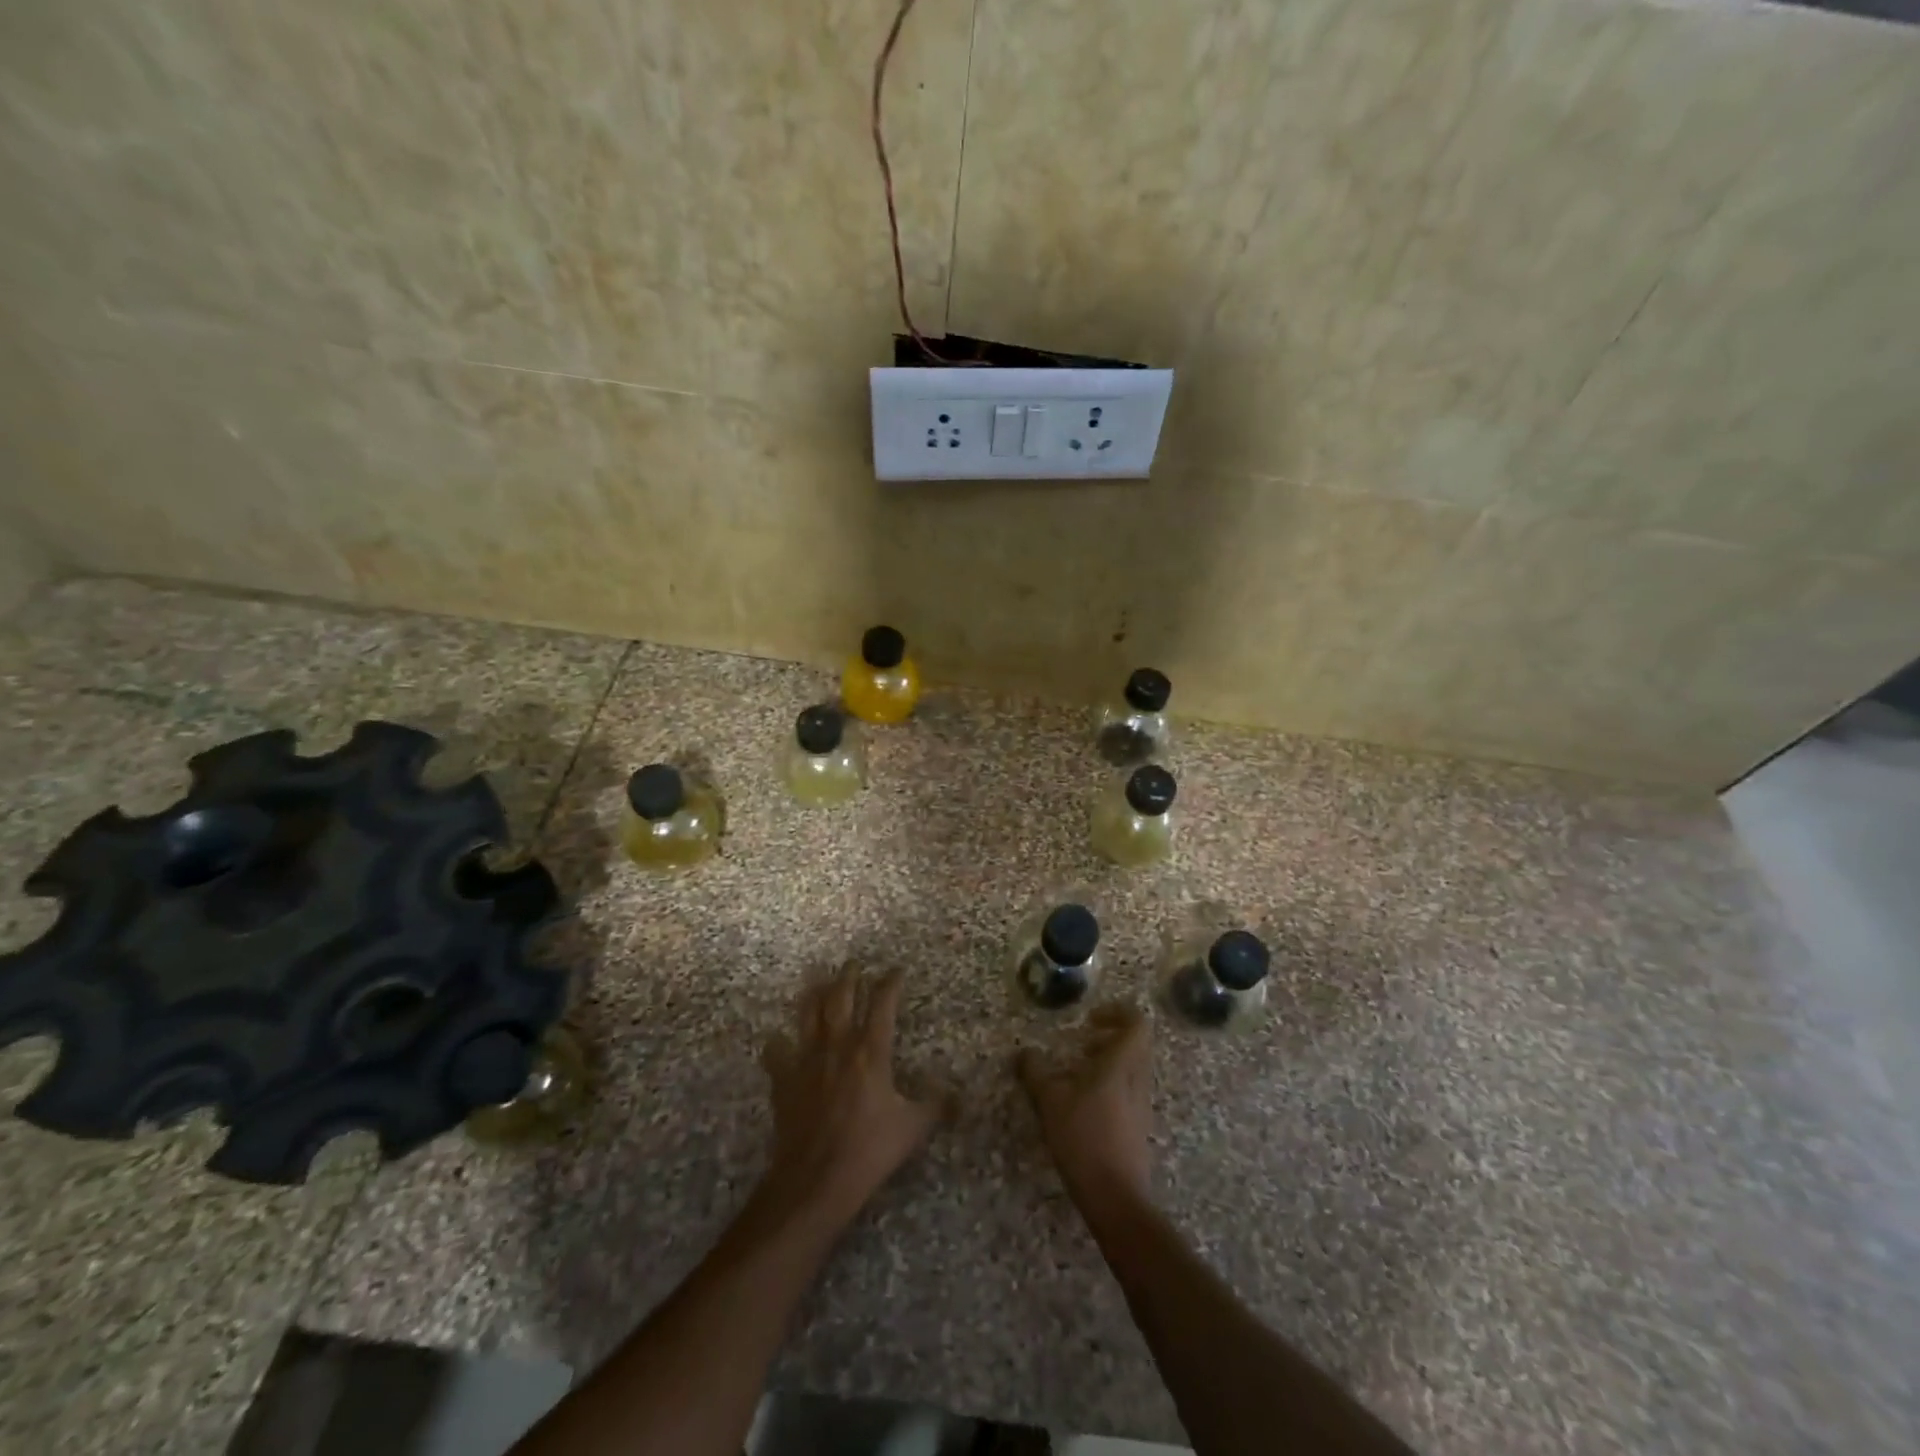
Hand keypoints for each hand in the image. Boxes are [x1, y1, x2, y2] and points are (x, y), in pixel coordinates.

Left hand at [757, 963, 939, 1231]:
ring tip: (819, 981)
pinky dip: (777, 1043)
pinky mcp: (783, 1080)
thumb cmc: (868, 1151)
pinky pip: (776, 1052)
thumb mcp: (913, 1129)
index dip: (890, 983)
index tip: (896, 970)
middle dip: (848, 976)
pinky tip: (777, 1039)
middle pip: (840, 997)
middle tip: (853, 963)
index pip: (882, 1004)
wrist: (815, 1180)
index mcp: (871, 1052)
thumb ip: (935, 1106)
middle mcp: (837, 1045)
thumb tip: (957, 1094)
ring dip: (814, 994)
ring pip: (808, 1014)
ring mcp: (806, 1060)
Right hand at [1017, 1005, 1153, 1206]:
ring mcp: (1142, 1105)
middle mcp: (1138, 1080)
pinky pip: (1129, 1092)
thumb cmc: (1084, 1138)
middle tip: (1082, 1045)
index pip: (1136, 1023)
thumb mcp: (1050, 1101)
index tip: (1090, 1019)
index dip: (1116, 1012)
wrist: (1115, 1197)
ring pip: (1132, 1069)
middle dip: (1109, 1038)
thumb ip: (1036, 1072)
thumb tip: (1024, 1053)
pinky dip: (1110, 1086)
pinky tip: (1084, 1106)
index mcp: (1122, 1064)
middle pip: (1136, 1045)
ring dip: (1108, 1063)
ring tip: (1077, 1075)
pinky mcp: (1139, 1128)